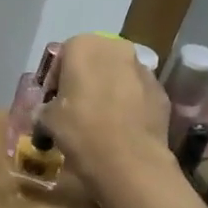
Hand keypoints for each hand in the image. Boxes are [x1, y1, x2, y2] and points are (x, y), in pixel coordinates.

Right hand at [40, 33, 170, 189]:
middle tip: (75, 107)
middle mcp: (117, 49)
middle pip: (95, 61)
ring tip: (100, 120)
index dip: (55, 78)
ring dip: (108, 90)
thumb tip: (45, 112)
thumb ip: (45, 108)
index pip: (63, 55)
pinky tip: (120, 128)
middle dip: (85, 80)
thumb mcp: (47, 119)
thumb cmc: (80, 129)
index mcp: (84, 46)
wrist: (129, 160)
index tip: (52, 100)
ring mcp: (144, 70)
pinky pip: (138, 94)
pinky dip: (129, 105)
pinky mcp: (162, 93)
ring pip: (119, 75)